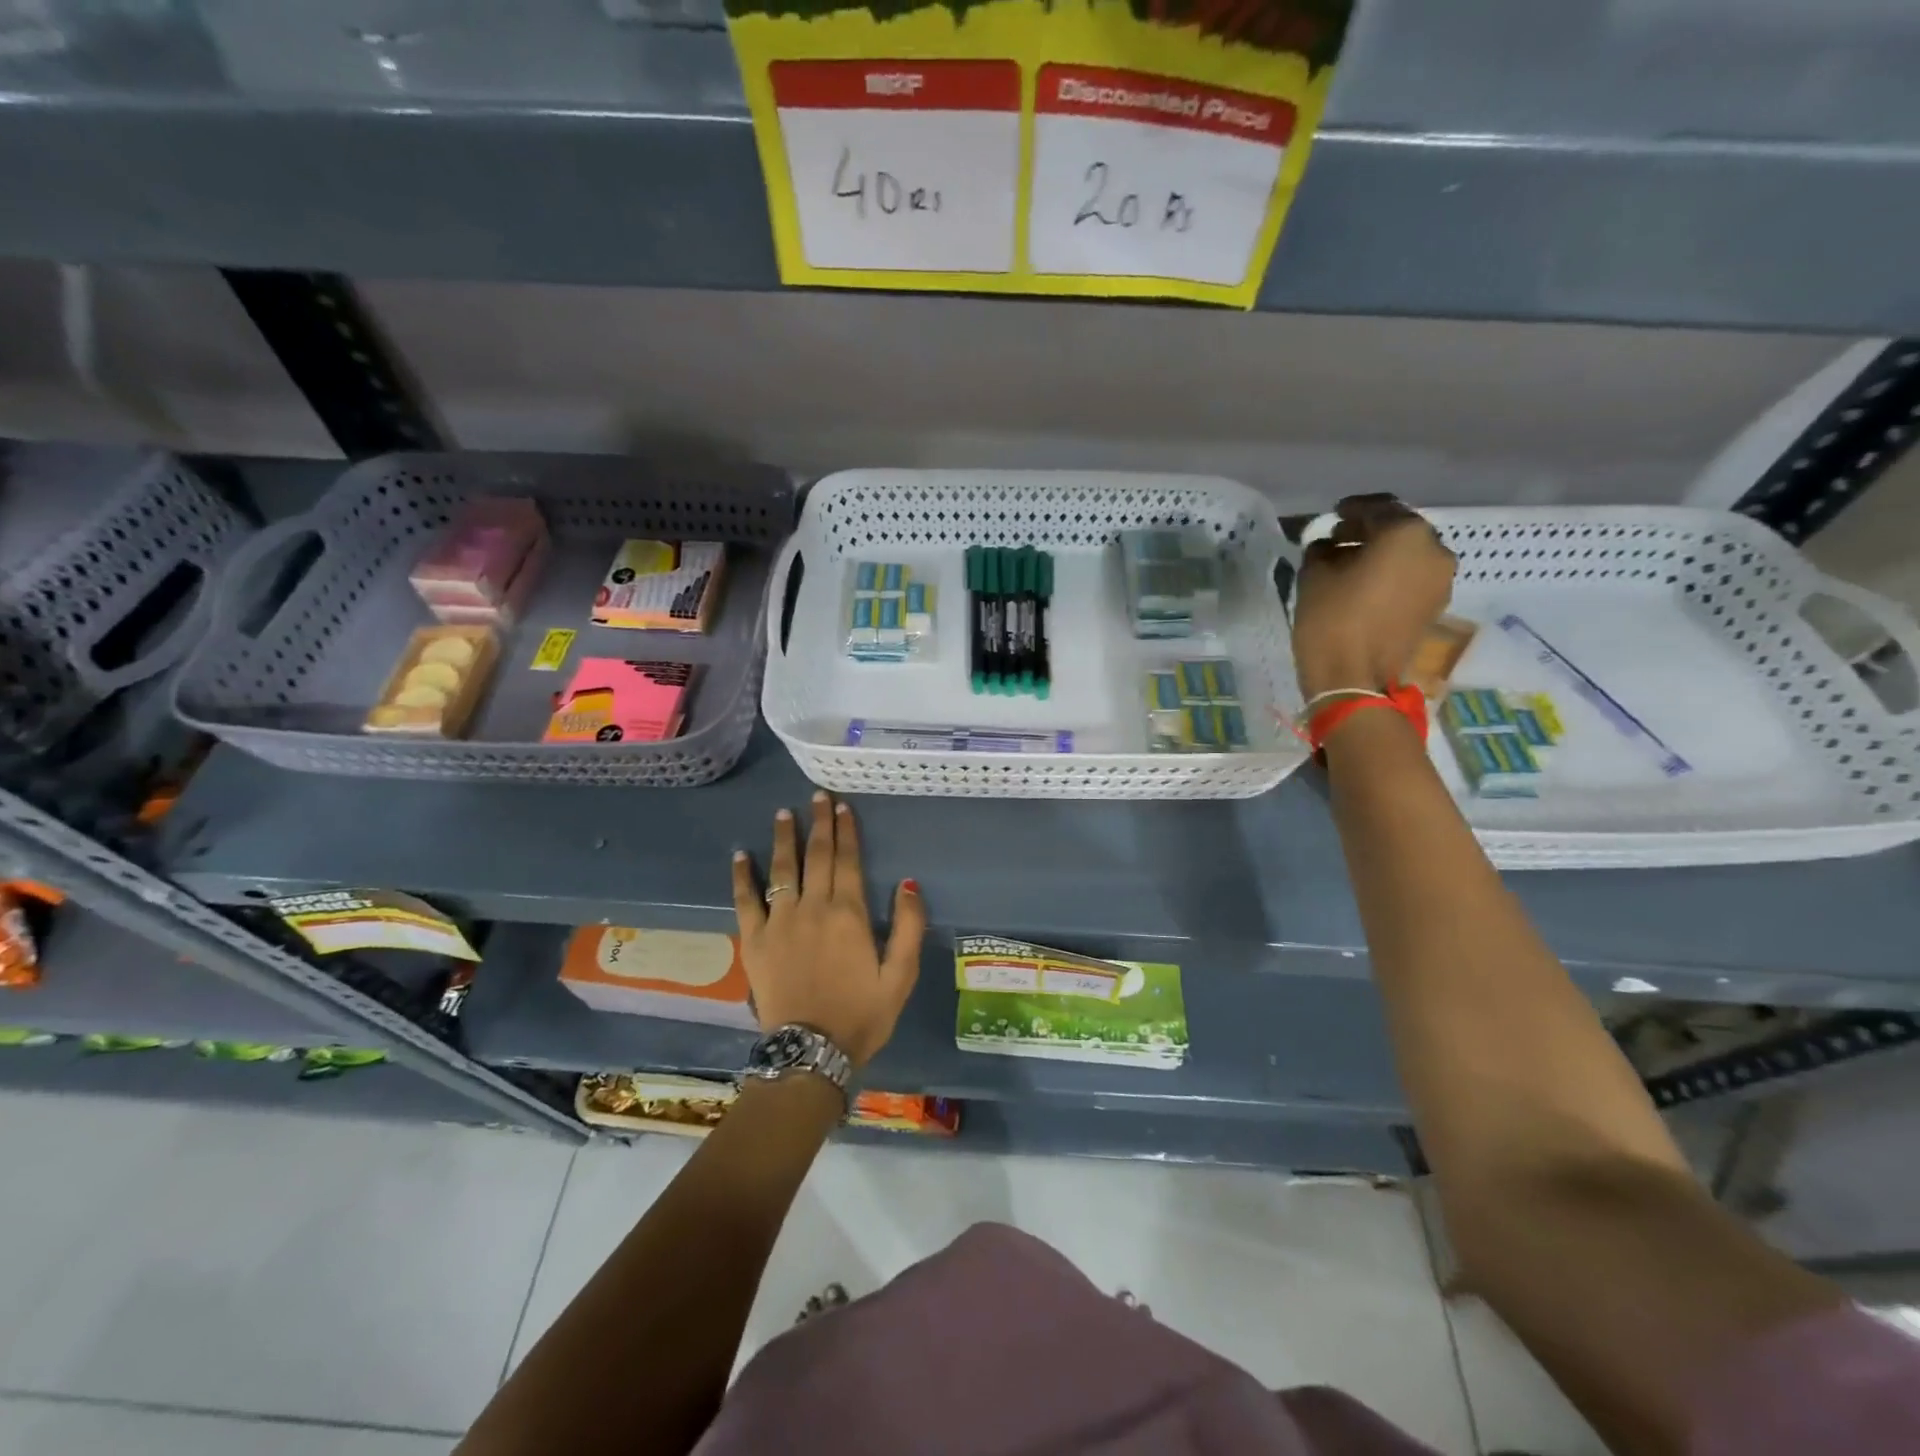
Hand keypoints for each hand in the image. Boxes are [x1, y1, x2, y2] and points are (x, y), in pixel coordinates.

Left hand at [730, 791, 925, 1067]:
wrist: (810, 1052)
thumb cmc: (861, 1015)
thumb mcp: (900, 976)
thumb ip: (908, 927)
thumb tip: (908, 882)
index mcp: (849, 914)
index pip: (848, 861)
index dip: (846, 831)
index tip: (842, 807)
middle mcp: (813, 908)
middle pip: (816, 856)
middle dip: (818, 823)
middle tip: (817, 796)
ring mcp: (780, 921)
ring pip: (782, 869)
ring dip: (784, 838)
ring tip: (784, 813)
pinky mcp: (756, 940)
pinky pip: (745, 900)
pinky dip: (742, 876)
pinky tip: (740, 854)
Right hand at [1292, 494, 1456, 700]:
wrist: (1354, 679)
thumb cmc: (1331, 620)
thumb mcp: (1314, 575)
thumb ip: (1322, 549)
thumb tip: (1329, 543)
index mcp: (1406, 533)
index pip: (1377, 508)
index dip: (1350, 510)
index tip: (1331, 516)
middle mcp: (1434, 549)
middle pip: (1399, 530)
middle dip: (1369, 531)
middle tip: (1339, 540)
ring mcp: (1440, 579)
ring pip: (1408, 554)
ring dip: (1381, 554)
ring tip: (1349, 566)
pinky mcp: (1435, 605)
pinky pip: (1412, 577)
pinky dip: (1391, 574)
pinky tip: (1364, 586)